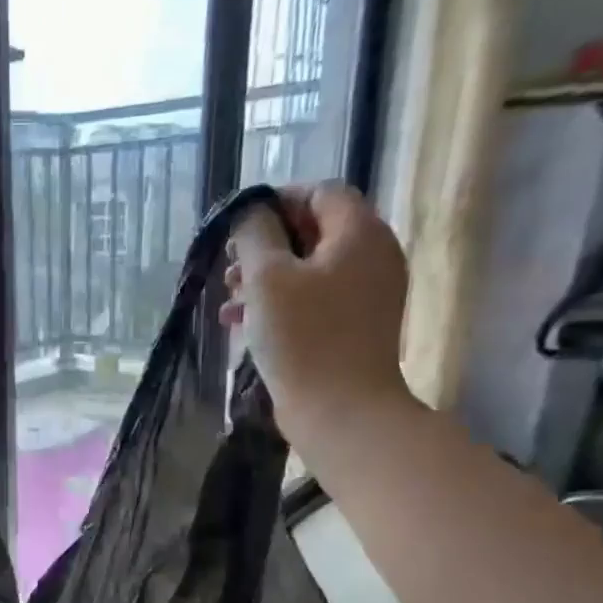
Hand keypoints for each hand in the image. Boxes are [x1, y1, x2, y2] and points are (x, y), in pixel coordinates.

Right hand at [221, 182, 411, 442]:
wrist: (340, 410)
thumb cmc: (302, 337)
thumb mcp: (266, 277)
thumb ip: (254, 234)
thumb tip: (250, 213)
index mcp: (360, 233)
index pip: (321, 192)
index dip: (276, 202)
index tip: (237, 228)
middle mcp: (374, 256)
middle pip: (314, 231)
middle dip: (265, 245)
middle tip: (228, 267)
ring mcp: (368, 295)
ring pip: (310, 269)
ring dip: (266, 278)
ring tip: (228, 302)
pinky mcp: (355, 327)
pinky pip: (315, 299)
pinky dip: (281, 303)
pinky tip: (244, 324)